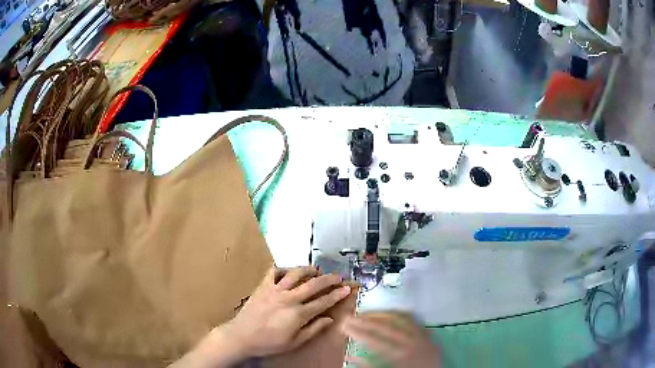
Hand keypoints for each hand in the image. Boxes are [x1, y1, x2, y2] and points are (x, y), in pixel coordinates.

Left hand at [171, 266, 351, 366]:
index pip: (323, 301)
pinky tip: (289, 272)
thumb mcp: (294, 342)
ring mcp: (275, 289)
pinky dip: (283, 268)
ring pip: (296, 273)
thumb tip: (329, 319)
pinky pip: (274, 271)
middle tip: (338, 276)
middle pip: (313, 284)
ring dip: (309, 270)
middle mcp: (289, 298)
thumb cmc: (269, 342)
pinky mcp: (263, 286)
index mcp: (298, 314)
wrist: (242, 336)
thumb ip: (313, 329)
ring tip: (317, 271)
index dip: (336, 294)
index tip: (347, 288)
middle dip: (329, 279)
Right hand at [342, 313, 440, 367]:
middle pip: (386, 326)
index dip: (357, 332)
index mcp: (402, 355)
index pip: (375, 340)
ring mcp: (422, 336)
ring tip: (366, 313)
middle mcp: (413, 342)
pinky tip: (389, 314)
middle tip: (350, 317)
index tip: (344, 327)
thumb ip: (370, 365)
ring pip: (401, 318)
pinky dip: (399, 314)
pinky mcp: (428, 335)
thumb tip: (351, 356)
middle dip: (365, 320)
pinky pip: (413, 319)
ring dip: (382, 314)